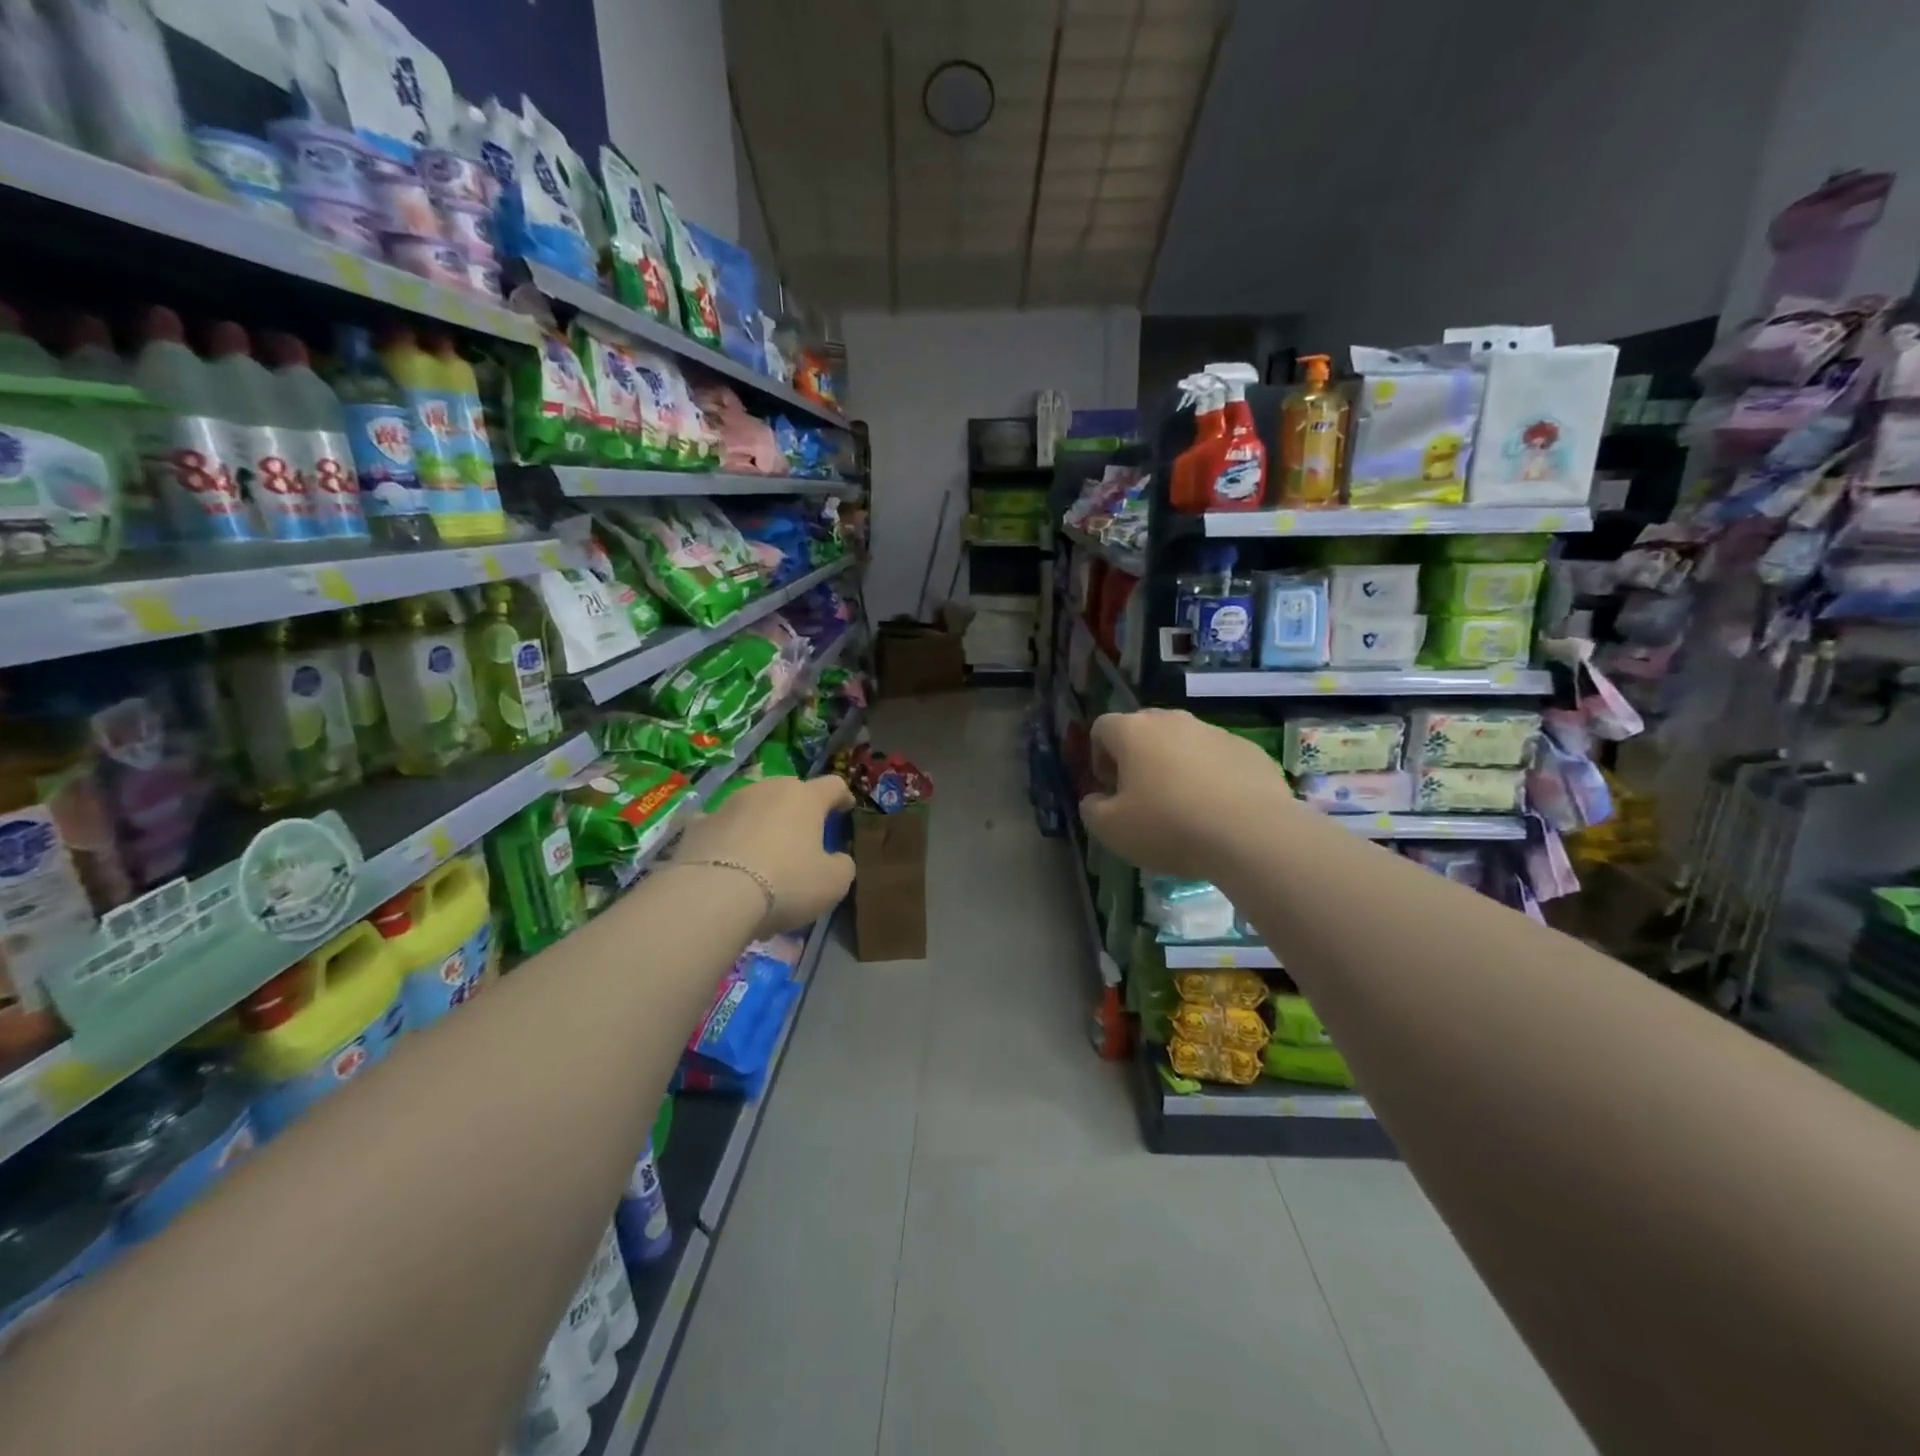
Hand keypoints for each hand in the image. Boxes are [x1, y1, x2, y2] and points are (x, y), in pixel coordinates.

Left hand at [673, 774, 855, 933]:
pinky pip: (719, 827)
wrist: (713, 896)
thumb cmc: (786, 883)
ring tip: (762, 854)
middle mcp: (767, 790)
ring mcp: (728, 804)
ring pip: (753, 806)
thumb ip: (841, 865)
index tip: (845, 809)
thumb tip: (837, 859)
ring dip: (761, 822)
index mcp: (805, 798)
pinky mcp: (697, 825)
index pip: (833, 785)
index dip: (842, 796)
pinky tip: (725, 859)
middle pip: (789, 791)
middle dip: (798, 809)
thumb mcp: (833, 883)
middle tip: (802, 835)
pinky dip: (726, 838)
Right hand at [1079, 710, 1296, 881]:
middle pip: (1143, 730)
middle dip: (1137, 758)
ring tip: (1184, 808)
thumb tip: (1096, 799)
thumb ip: (1092, 809)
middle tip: (1142, 797)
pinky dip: (1211, 777)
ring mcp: (1214, 732)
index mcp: (1133, 731)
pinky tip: (1217, 811)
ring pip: (1183, 743)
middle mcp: (1173, 720)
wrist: (1251, 834)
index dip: (1098, 756)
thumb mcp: (1111, 829)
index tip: (1109, 789)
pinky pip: (1218, 758)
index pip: (1102, 727)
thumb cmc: (1168, 826)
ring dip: (1175, 767)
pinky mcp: (1249, 749)